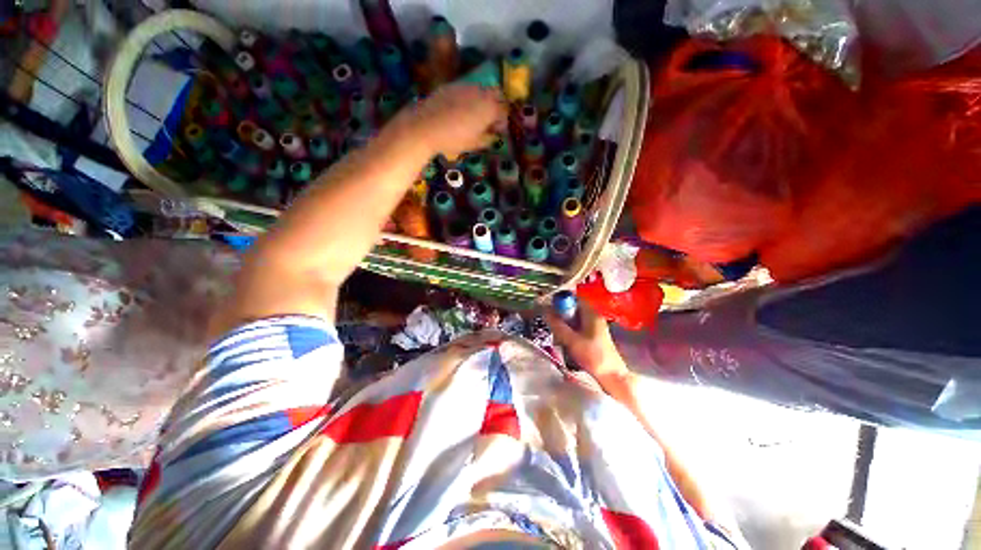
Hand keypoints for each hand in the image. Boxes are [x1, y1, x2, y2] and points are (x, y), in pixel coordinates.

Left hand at [392, 85, 506, 159]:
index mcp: (489, 108)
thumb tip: (492, 136)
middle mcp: (481, 93)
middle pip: (496, 95)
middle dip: (496, 107)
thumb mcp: (475, 144)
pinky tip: (460, 110)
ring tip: (474, 116)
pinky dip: (468, 99)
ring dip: (482, 101)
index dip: (503, 122)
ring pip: (481, 90)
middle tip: (489, 121)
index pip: (504, 111)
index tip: (497, 132)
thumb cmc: (455, 138)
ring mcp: (466, 86)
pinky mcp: (452, 85)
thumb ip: (488, 139)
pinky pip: (466, 90)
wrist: (427, 126)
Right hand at [545, 299, 630, 382]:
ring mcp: (594, 326)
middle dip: (560, 313)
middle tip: (550, 321)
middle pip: (573, 308)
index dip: (562, 299)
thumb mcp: (572, 340)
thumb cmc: (593, 356)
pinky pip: (577, 327)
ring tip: (555, 332)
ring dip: (563, 323)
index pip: (575, 298)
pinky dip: (568, 331)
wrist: (611, 376)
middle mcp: (593, 317)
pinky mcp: (592, 336)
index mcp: (591, 314)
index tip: (550, 306)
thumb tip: (544, 312)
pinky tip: (563, 340)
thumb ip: (558, 325)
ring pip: (574, 319)